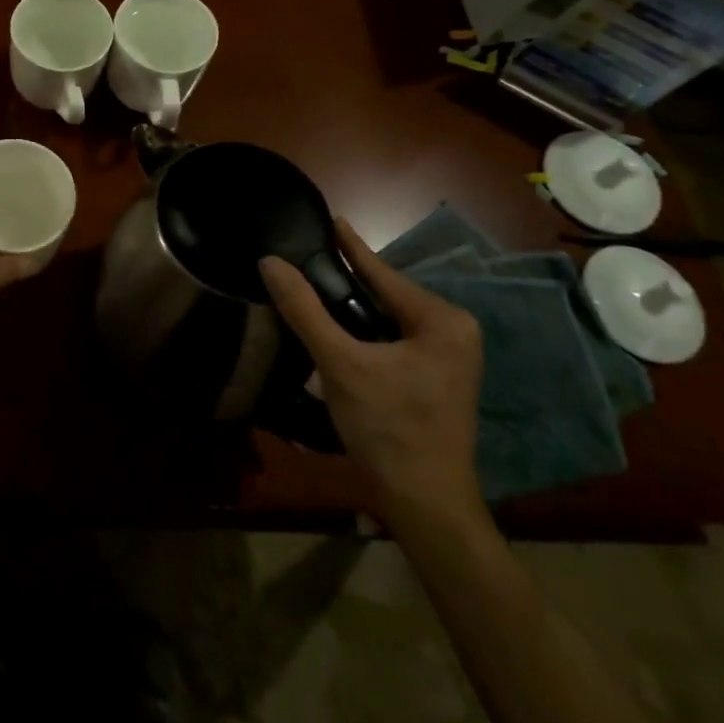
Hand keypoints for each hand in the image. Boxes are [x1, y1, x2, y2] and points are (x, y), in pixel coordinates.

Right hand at [260, 218, 484, 529]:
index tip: (326, 217)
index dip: (349, 245)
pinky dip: (364, 329)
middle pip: (386, 293)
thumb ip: (304, 309)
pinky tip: (335, 326)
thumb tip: (269, 262)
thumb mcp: (340, 364)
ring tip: (312, 285)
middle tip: (305, 257)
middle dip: (346, 278)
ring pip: (388, 316)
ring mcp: (450, 356)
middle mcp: (454, 330)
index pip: (382, 272)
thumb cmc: (388, 430)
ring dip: (352, 306)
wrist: (426, 506)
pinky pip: (394, 337)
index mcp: (441, 320)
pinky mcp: (439, 376)